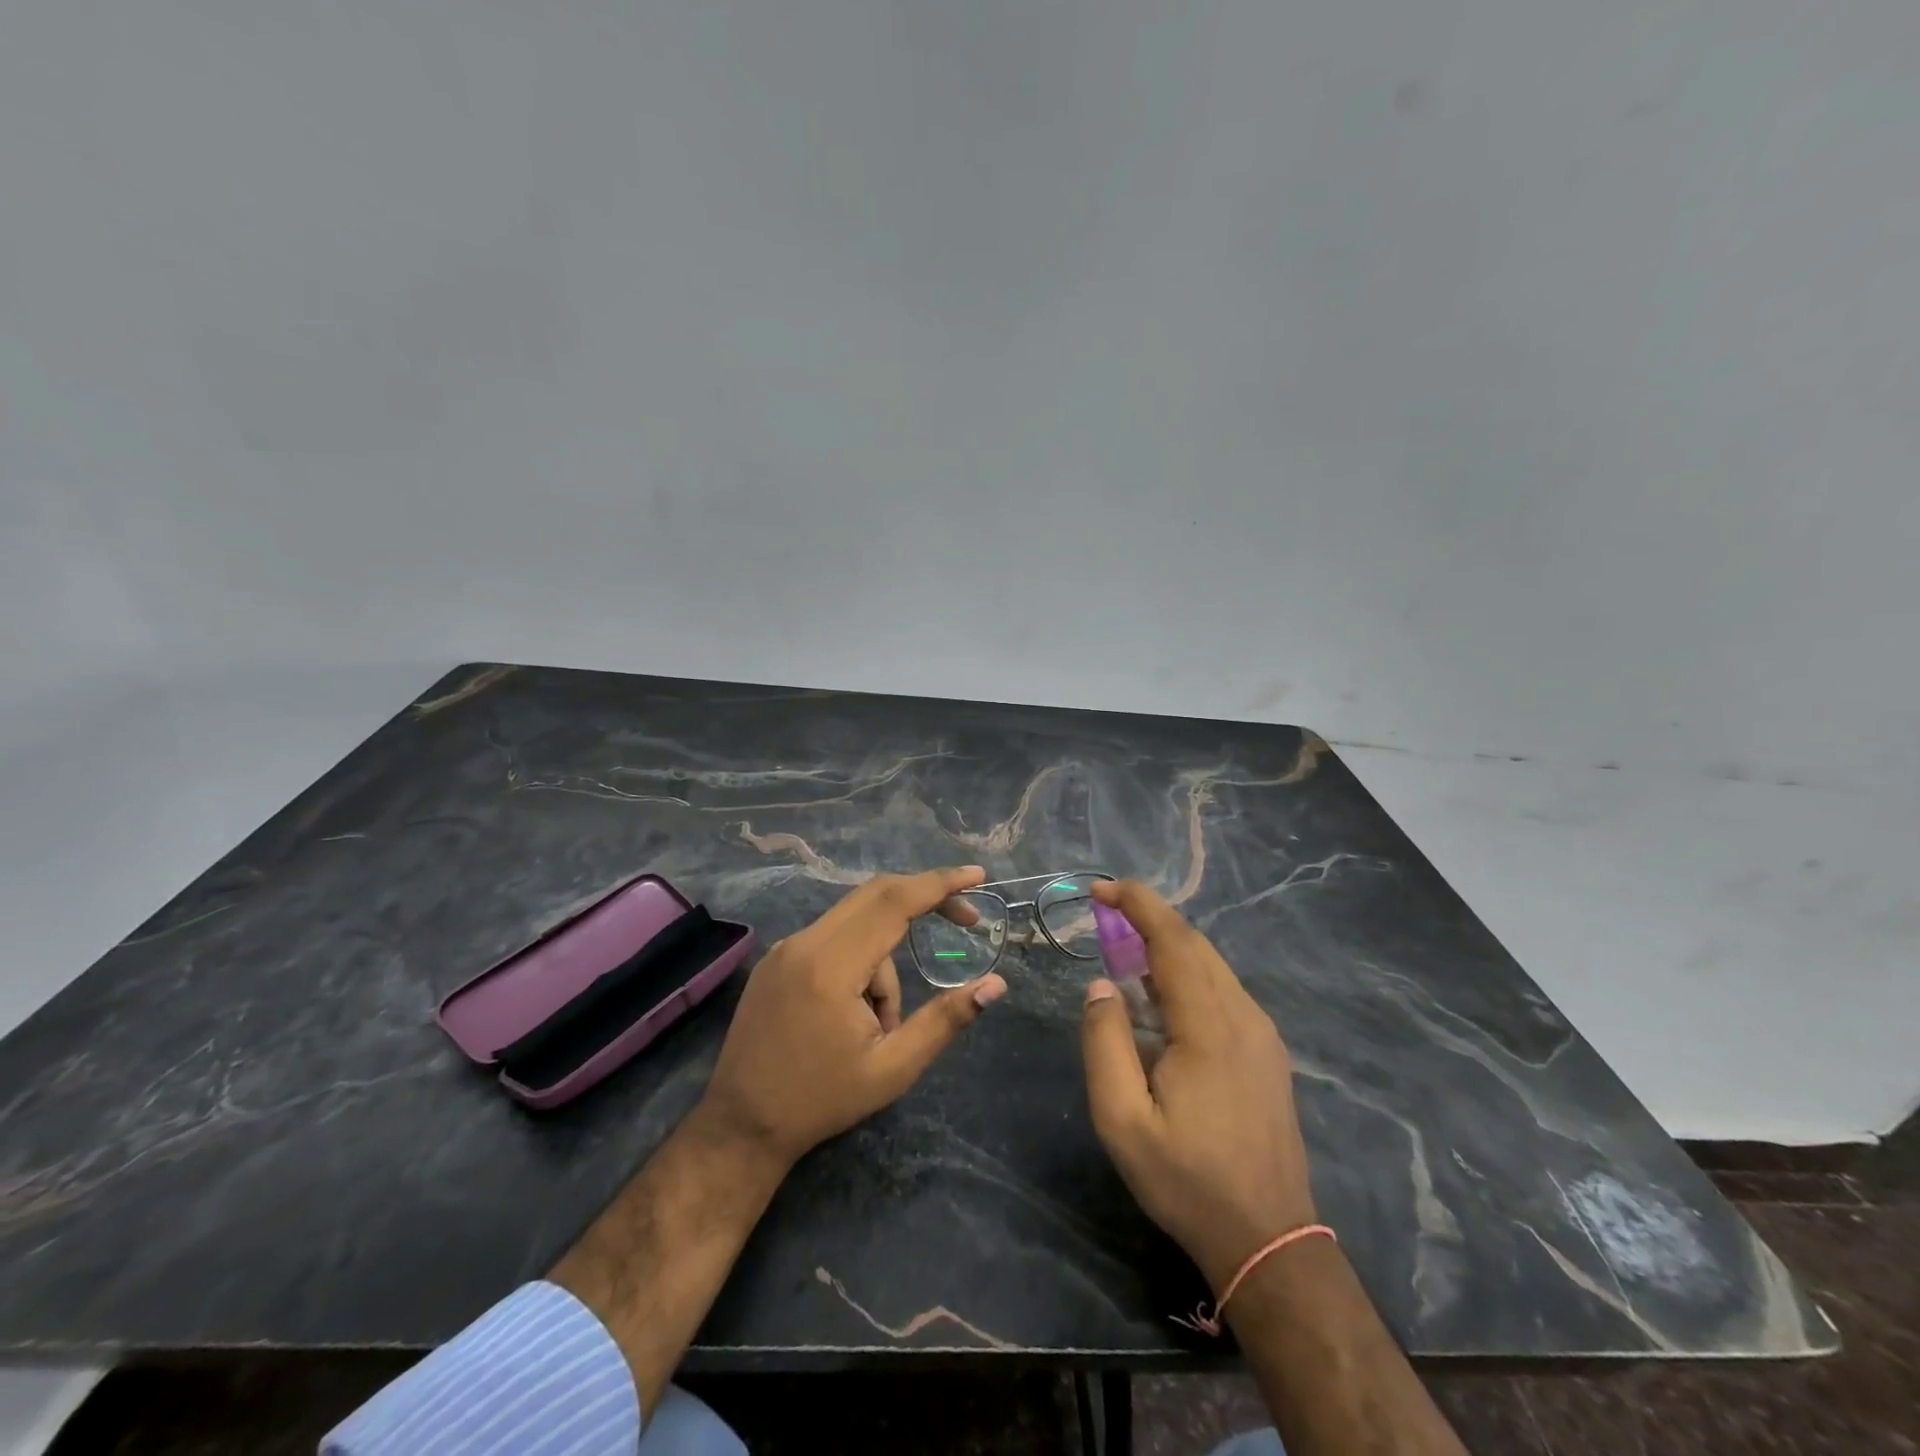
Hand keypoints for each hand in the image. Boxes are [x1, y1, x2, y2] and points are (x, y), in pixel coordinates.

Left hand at [700, 866, 1008, 1166]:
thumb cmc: (822, 1101)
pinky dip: (860, 961)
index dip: (939, 884)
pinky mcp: (778, 959)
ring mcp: (786, 948)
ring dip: (885, 959)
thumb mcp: (893, 1069)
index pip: (894, 902)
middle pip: (876, 895)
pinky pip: (834, 938)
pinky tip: (853, 1011)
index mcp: (832, 967)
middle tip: (966, 921)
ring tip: (880, 1026)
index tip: (977, 874)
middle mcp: (805, 943)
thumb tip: (996, 984)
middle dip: (925, 899)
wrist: (741, 1125)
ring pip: (857, 923)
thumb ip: (946, 1020)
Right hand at [1079, 880, 1316, 1292]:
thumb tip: (1101, 985)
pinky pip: (1223, 989)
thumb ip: (1104, 1043)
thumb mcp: (1122, 1120)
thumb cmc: (1187, 1180)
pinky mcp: (1267, 1050)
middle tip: (1104, 911)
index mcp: (1208, 1027)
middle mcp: (1243, 1016)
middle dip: (1149, 916)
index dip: (1138, 904)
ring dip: (1167, 943)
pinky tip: (1161, 994)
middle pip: (1195, 944)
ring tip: (1123, 947)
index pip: (1173, 941)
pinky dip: (1187, 971)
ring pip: (1212, 964)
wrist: (1269, 1239)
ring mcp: (1262, 1033)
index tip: (1101, 887)